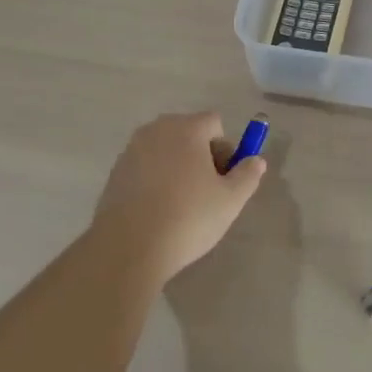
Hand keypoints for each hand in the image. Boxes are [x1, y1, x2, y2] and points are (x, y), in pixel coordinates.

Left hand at [91, 112, 266, 283]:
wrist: (128, 248)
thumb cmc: (187, 218)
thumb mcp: (231, 200)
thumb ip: (248, 175)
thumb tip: (255, 160)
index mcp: (186, 129)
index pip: (214, 123)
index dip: (225, 149)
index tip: (225, 179)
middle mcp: (156, 130)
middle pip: (189, 133)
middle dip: (202, 156)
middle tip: (207, 192)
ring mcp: (132, 150)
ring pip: (166, 150)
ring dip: (178, 167)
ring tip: (181, 205)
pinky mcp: (115, 172)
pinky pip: (146, 167)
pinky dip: (156, 179)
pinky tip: (158, 211)